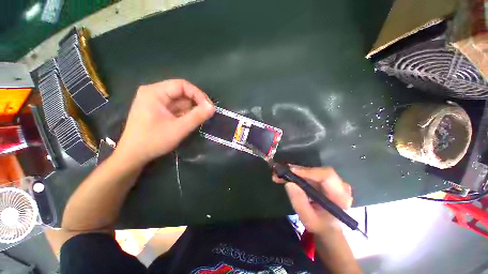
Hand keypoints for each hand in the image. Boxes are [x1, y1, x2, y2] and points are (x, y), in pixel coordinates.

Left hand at [115, 79, 214, 166]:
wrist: (130, 156)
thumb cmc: (151, 141)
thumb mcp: (177, 130)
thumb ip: (196, 117)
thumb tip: (212, 107)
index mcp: (154, 91)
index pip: (181, 85)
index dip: (197, 95)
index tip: (208, 108)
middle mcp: (150, 90)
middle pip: (177, 91)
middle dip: (191, 104)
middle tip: (203, 116)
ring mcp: (147, 99)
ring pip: (173, 99)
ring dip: (184, 110)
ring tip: (192, 122)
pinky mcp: (147, 107)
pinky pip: (166, 105)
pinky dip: (175, 113)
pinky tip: (180, 123)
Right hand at [273, 166, 352, 234]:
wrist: (330, 229)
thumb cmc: (321, 226)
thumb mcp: (308, 220)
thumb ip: (300, 203)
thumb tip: (289, 184)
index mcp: (341, 196)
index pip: (327, 177)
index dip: (308, 172)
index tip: (290, 172)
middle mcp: (342, 186)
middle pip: (322, 172)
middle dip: (301, 171)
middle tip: (280, 172)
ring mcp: (338, 183)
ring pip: (318, 173)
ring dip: (300, 173)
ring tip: (281, 176)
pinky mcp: (332, 182)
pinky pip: (317, 176)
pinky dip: (303, 176)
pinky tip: (291, 177)